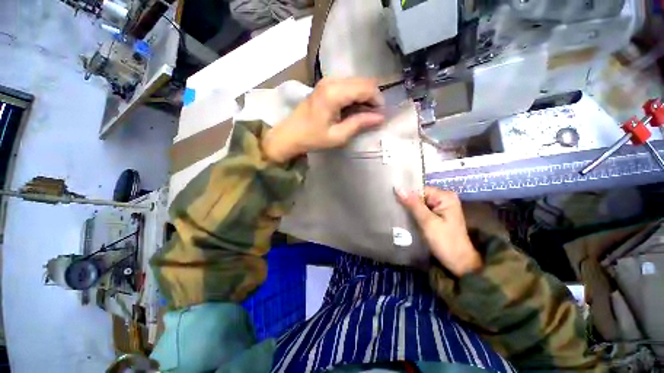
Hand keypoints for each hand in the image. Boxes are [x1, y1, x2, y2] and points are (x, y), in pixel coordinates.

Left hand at [262, 78, 384, 162]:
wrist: (290, 134)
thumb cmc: (313, 138)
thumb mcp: (338, 136)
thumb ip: (359, 123)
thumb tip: (380, 117)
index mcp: (334, 93)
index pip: (366, 88)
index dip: (377, 100)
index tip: (380, 115)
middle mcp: (331, 81)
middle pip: (362, 81)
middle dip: (372, 97)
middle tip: (373, 115)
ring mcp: (327, 81)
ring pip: (356, 82)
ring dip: (364, 96)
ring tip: (364, 114)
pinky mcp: (325, 85)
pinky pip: (347, 84)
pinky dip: (355, 95)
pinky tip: (353, 108)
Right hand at [396, 187, 481, 276]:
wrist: (459, 263)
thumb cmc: (445, 242)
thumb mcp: (427, 222)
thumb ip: (413, 204)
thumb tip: (398, 188)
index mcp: (445, 197)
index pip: (420, 190)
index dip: (406, 195)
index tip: (393, 200)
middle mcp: (444, 199)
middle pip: (419, 196)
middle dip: (407, 202)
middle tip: (393, 207)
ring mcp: (441, 208)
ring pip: (419, 204)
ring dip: (409, 209)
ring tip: (396, 213)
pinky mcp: (438, 216)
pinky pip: (422, 211)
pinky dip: (413, 214)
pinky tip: (404, 218)